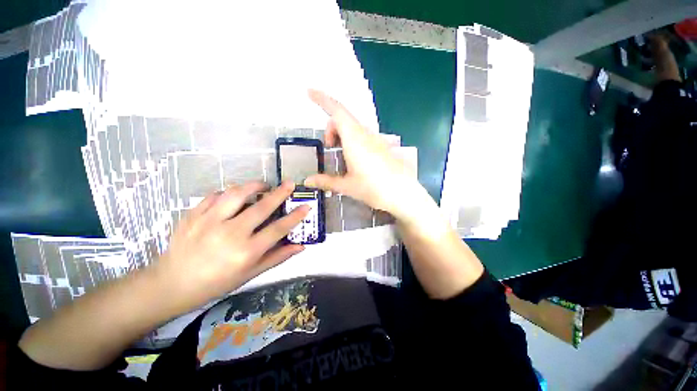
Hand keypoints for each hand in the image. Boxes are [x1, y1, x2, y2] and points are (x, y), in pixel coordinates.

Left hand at [151, 181, 308, 314]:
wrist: (172, 283)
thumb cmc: (216, 283)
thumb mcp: (250, 274)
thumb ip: (277, 257)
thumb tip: (301, 246)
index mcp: (246, 252)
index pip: (278, 229)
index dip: (295, 216)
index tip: (306, 206)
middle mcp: (230, 234)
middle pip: (262, 207)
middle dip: (280, 193)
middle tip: (289, 183)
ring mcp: (209, 222)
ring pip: (237, 194)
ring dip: (253, 186)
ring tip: (262, 185)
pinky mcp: (193, 214)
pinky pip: (215, 195)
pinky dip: (229, 192)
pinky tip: (234, 195)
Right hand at [305, 90, 427, 221]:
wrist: (402, 194)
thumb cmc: (374, 189)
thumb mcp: (347, 186)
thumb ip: (326, 181)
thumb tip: (307, 181)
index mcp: (354, 139)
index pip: (337, 111)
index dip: (322, 99)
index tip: (309, 92)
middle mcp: (365, 135)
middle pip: (343, 119)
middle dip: (331, 128)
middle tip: (328, 147)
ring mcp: (375, 139)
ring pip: (353, 127)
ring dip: (342, 134)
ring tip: (340, 155)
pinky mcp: (382, 146)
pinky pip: (363, 135)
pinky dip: (352, 140)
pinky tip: (354, 159)